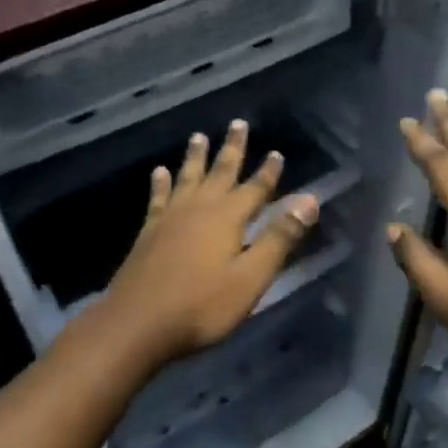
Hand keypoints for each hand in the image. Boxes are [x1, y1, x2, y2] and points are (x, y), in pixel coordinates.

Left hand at [100, 119, 319, 369]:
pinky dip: (161, 183)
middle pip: (220, 173)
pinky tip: (159, 172)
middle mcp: (199, 210)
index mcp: (227, 219)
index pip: (255, 189)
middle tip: (237, 124)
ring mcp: (170, 219)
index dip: (268, 172)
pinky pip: (158, 198)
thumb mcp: (251, 277)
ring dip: (196, 158)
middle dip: (232, 149)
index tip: (277, 153)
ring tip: (198, 136)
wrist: (138, 323)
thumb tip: (309, 200)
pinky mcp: (149, 233)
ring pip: (187, 179)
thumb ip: (279, 238)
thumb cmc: (202, 306)